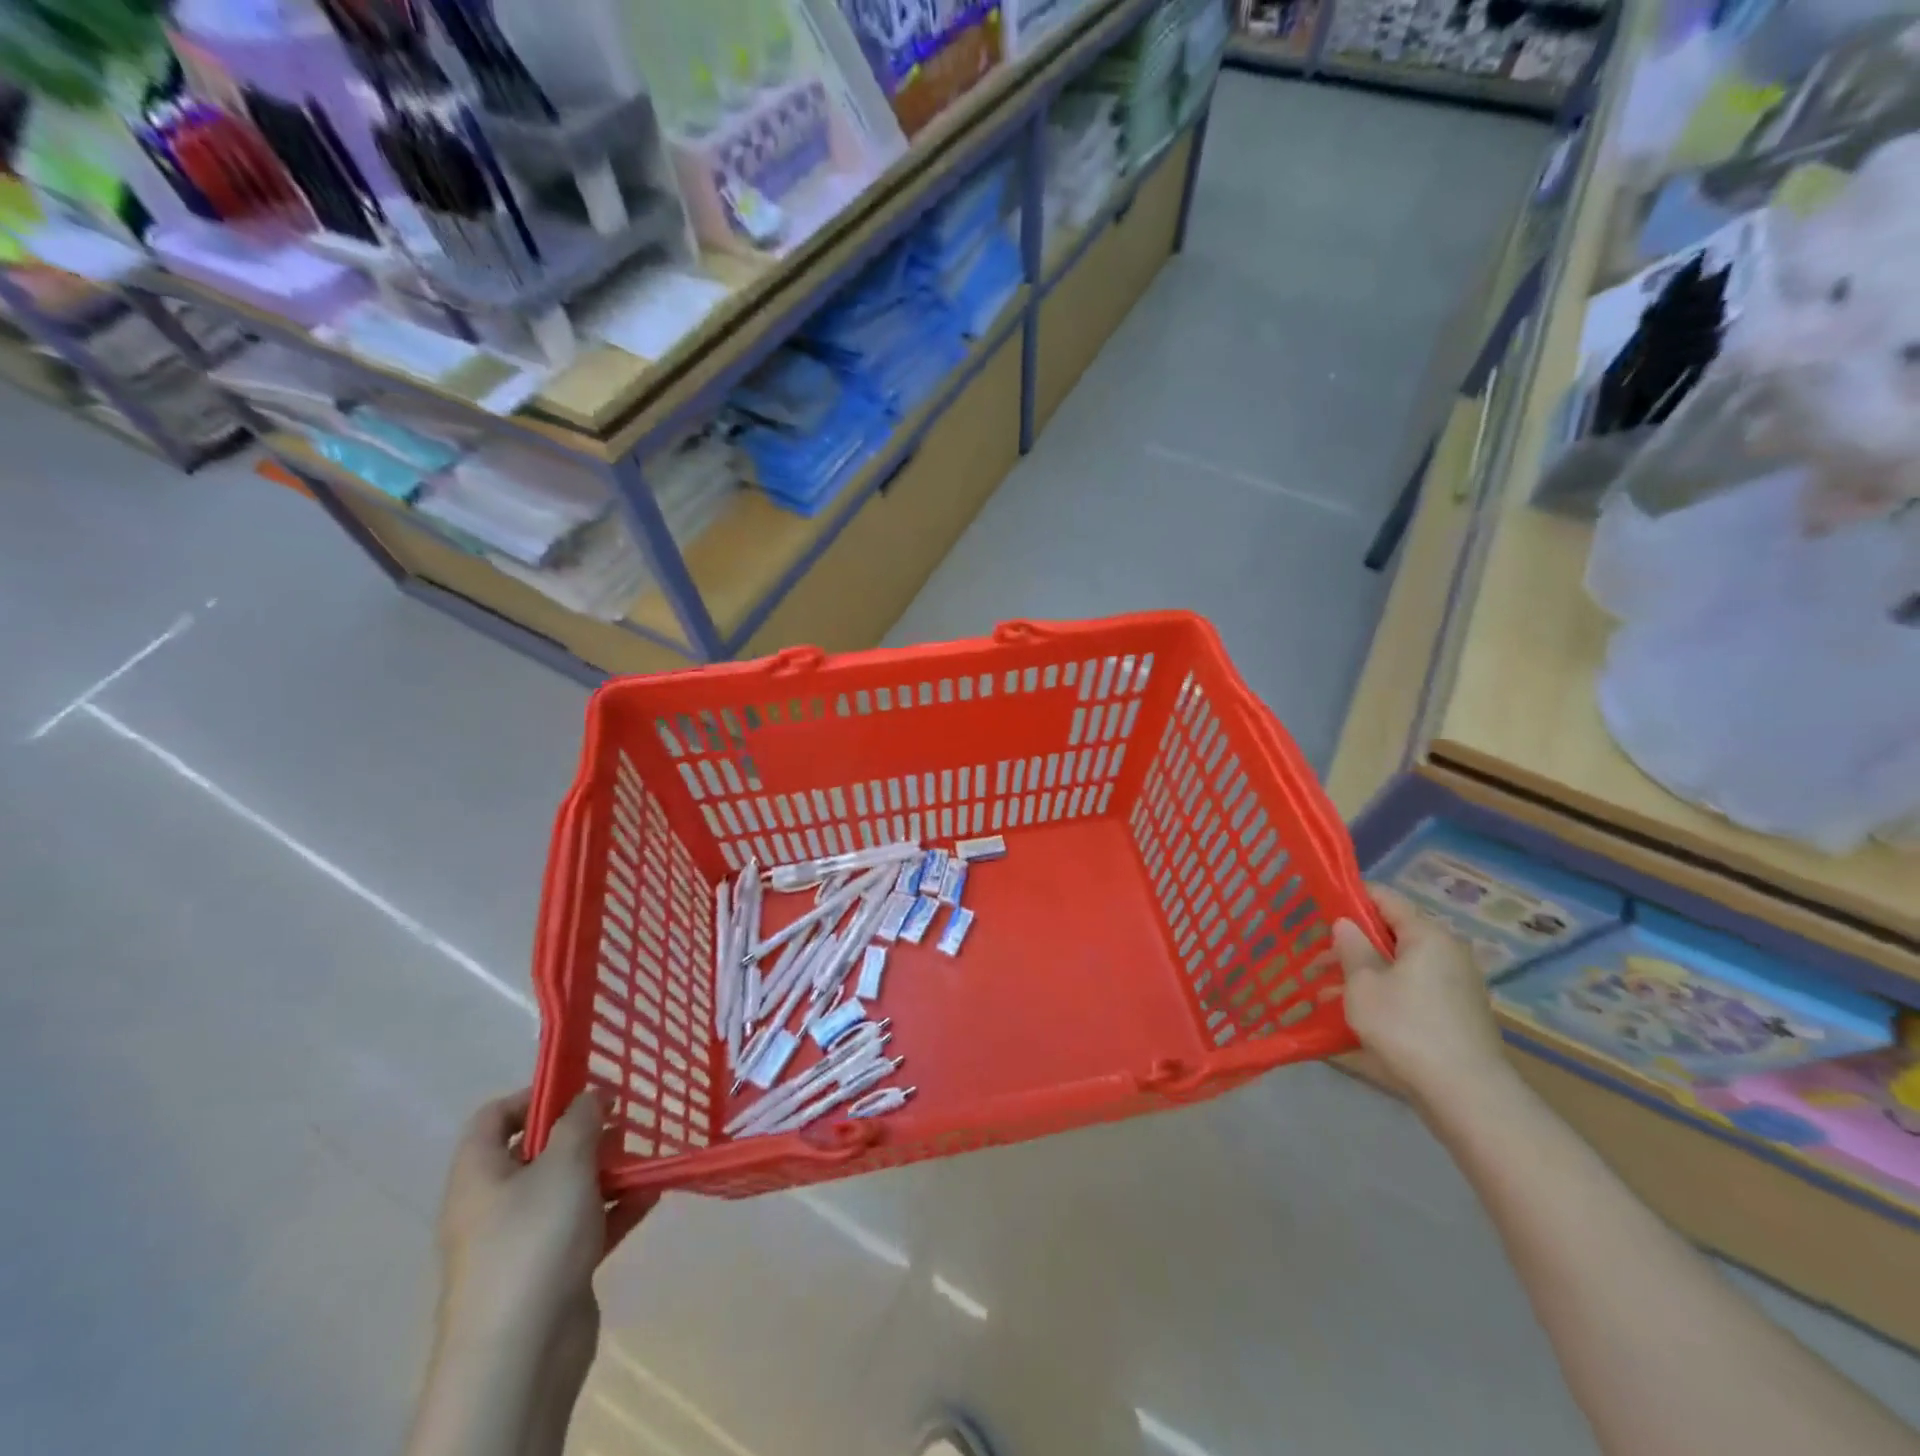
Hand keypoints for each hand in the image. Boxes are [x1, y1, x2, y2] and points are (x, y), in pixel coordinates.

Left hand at [435, 1089, 645, 1345]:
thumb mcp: (563, 1164)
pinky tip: (652, 1194)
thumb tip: (589, 1095)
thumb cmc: (534, 1241)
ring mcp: (522, 1242)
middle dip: (583, 1132)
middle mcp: (493, 1206)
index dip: (533, 1095)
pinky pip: (585, 1226)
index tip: (580, 1088)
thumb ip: (580, 1121)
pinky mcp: (551, 1272)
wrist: (521, 1356)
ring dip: (605, 1170)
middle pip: (535, 1153)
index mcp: (479, 1176)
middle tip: (624, 1119)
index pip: (493, 1118)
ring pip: (566, 1190)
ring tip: (646, 1153)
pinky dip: (615, 1208)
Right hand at [1333, 886, 1509, 1111]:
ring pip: (1399, 965)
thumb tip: (1346, 924)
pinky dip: (1383, 993)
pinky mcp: (1455, 1014)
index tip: (1320, 908)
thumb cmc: (1406, 1027)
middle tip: (1317, 958)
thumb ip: (1351, 948)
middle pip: (1392, 933)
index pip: (1386, 898)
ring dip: (1363, 973)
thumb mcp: (1363, 984)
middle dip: (1352, 943)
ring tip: (1325, 992)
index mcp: (1427, 936)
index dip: (1351, 898)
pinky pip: (1411, 990)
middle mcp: (1447, 953)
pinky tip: (1355, 1014)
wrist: (1467, 1095)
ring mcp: (1455, 985)